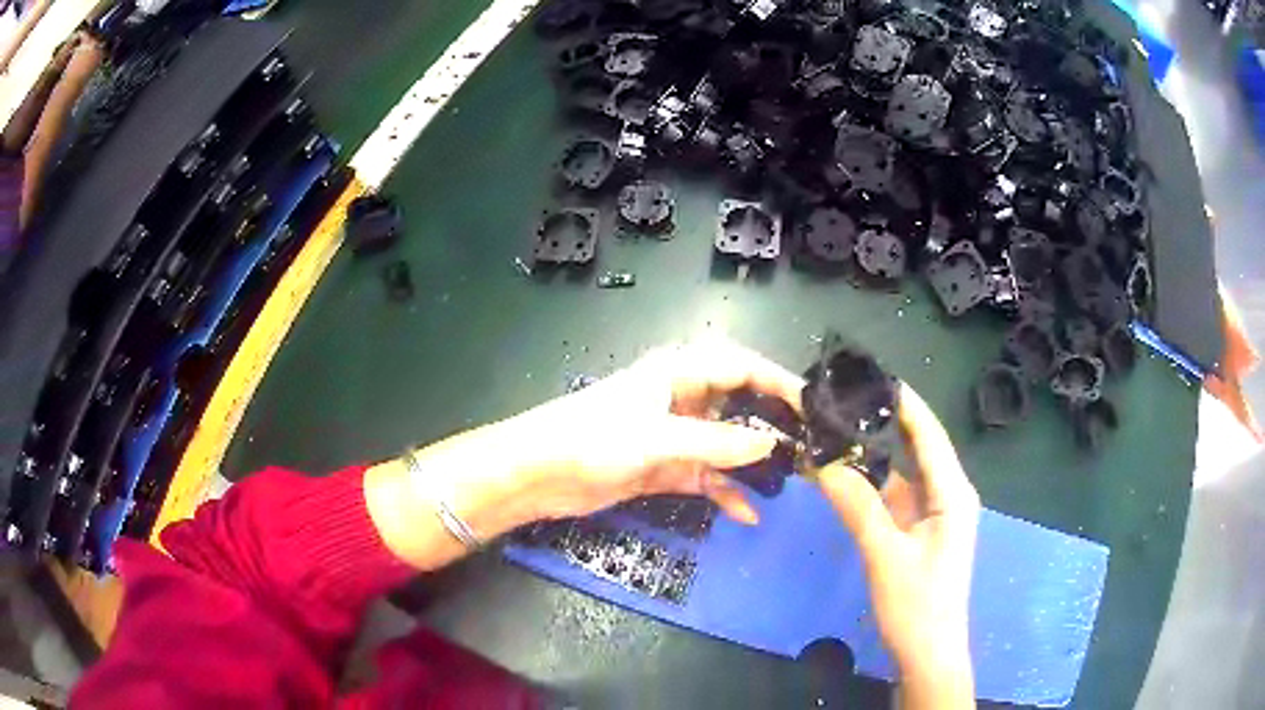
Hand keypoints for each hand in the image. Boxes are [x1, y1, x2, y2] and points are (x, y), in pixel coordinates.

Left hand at [366, 339, 804, 569]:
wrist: (536, 474)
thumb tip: (771, 445)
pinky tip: (747, 515)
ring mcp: (673, 436)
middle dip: (771, 426)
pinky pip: (705, 477)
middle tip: (808, 450)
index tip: (812, 406)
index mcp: (678, 372)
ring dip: (751, 464)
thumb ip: (715, 443)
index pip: (741, 366)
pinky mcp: (663, 468)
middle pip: (737, 405)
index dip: (778, 382)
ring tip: (787, 484)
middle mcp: (681, 398)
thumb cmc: (591, 438)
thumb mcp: (656, 437)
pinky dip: (725, 493)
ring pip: (725, 445)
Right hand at [816, 383, 978, 707]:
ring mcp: (934, 514)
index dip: (905, 401)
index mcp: (952, 493)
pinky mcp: (920, 531)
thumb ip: (857, 506)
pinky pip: (897, 498)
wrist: (927, 654)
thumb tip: (822, 462)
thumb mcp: (885, 555)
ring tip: (839, 429)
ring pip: (904, 474)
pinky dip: (873, 485)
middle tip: (845, 399)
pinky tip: (846, 475)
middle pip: (918, 448)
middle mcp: (948, 495)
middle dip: (886, 422)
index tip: (873, 374)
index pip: (930, 434)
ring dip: (876, 455)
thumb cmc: (916, 606)